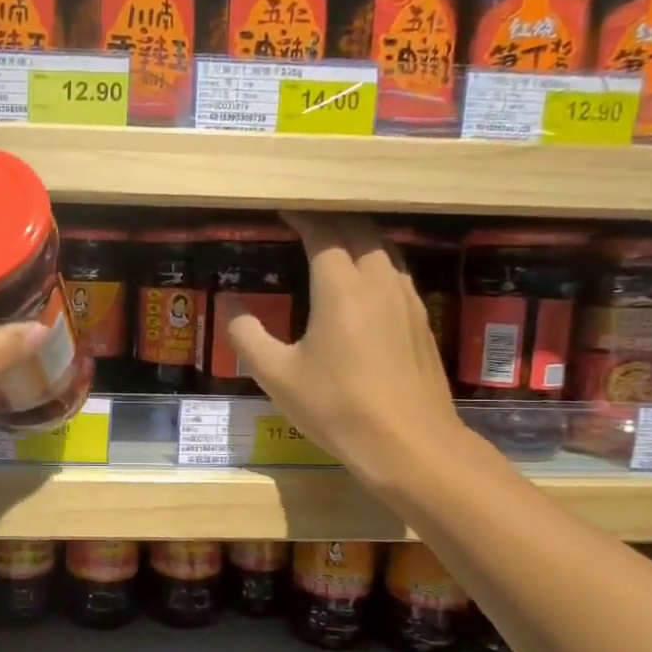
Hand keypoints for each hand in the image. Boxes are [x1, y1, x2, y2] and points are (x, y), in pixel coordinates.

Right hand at [226, 212, 467, 491]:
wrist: (409, 444)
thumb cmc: (337, 407)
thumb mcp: (277, 376)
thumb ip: (247, 336)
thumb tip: (230, 306)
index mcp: (341, 287)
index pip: (323, 232)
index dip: (302, 216)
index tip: (283, 208)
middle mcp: (378, 282)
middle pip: (359, 231)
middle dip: (331, 217)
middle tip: (306, 218)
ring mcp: (407, 300)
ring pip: (384, 249)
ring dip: (358, 236)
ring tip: (334, 240)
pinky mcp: (421, 321)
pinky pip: (396, 273)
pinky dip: (376, 261)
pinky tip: (365, 282)